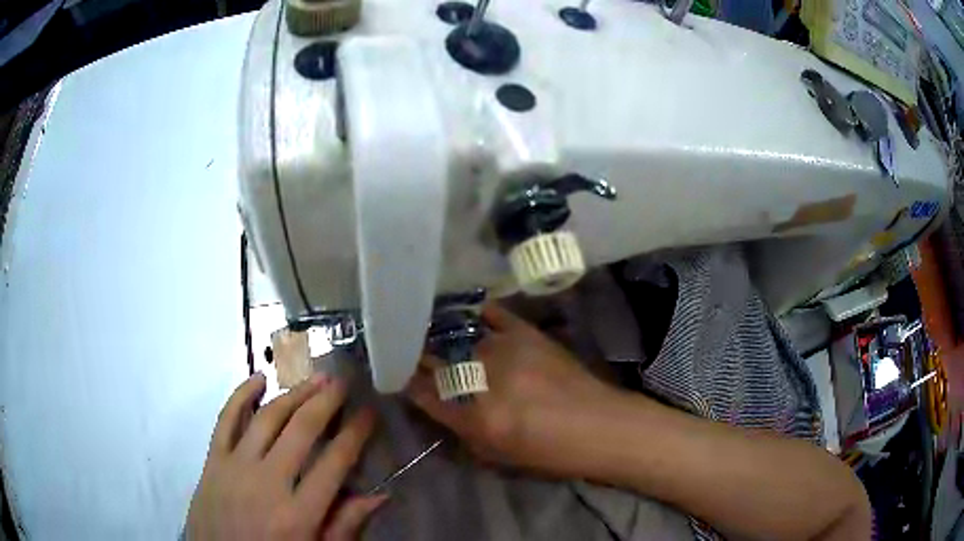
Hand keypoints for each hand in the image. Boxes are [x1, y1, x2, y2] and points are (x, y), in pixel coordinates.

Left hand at [187, 373, 384, 540]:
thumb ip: (345, 527)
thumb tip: (380, 495)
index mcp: (298, 514)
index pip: (334, 463)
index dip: (355, 434)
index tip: (369, 413)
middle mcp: (267, 483)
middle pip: (301, 430)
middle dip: (326, 401)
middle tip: (343, 382)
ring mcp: (235, 467)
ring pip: (267, 418)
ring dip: (293, 394)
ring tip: (314, 378)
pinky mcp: (212, 461)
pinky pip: (225, 420)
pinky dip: (241, 395)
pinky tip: (258, 378)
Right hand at [406, 303, 621, 475]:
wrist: (599, 426)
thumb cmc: (549, 452)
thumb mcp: (495, 455)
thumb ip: (460, 429)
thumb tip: (436, 404)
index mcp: (474, 417)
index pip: (422, 392)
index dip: (404, 380)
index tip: (394, 371)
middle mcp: (483, 379)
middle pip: (435, 360)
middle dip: (415, 355)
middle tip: (403, 347)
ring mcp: (504, 351)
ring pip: (457, 336)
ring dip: (437, 334)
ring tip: (423, 326)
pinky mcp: (525, 333)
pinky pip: (491, 314)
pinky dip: (474, 314)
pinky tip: (463, 313)